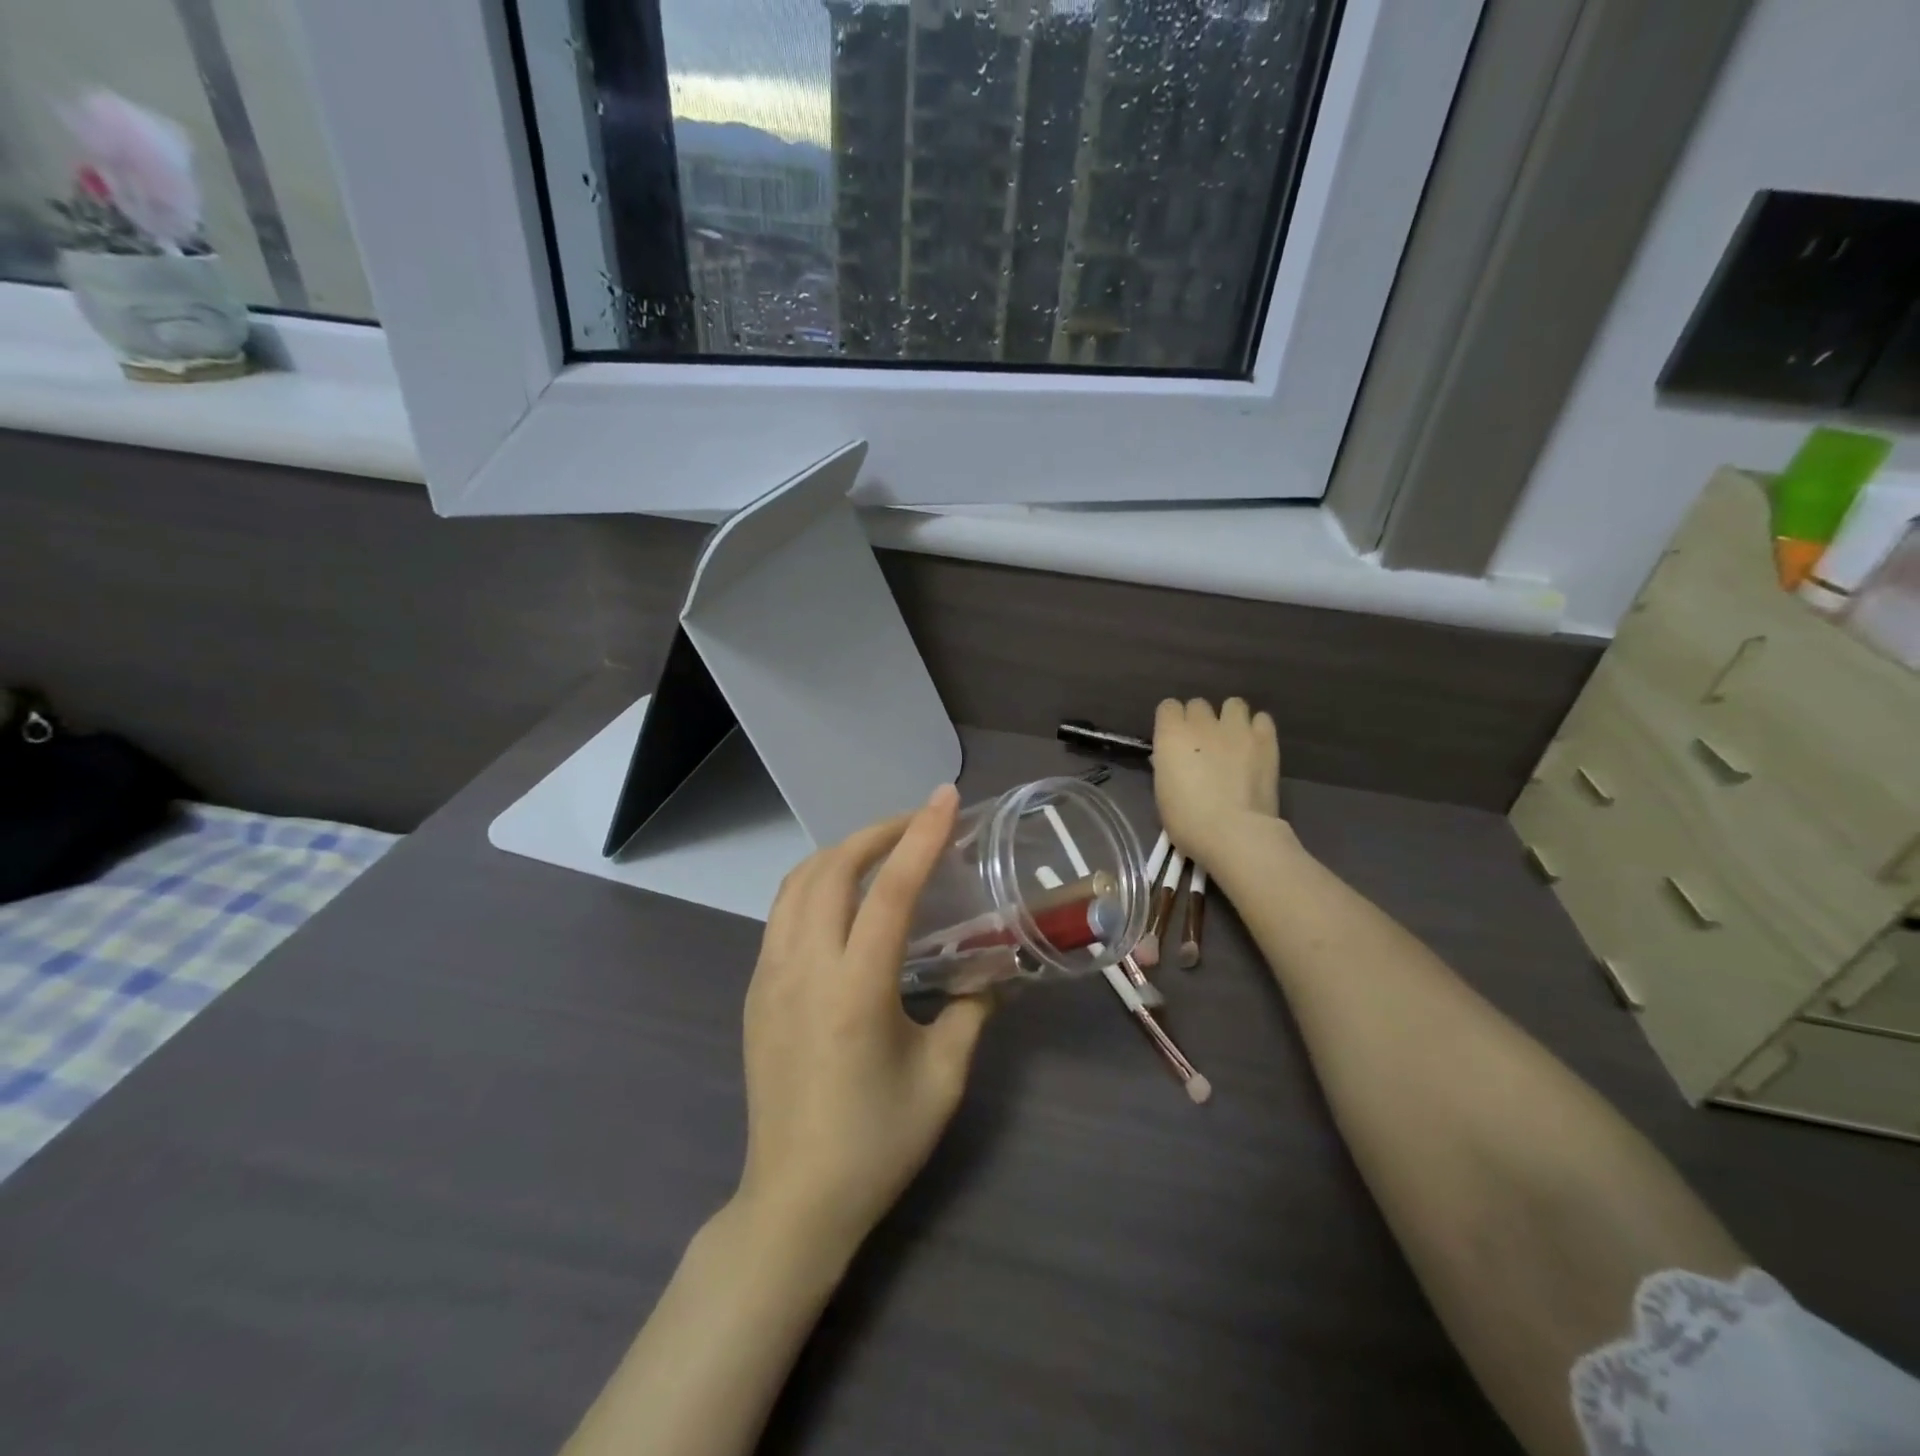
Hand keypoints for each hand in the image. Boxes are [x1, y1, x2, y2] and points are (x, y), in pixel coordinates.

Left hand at [735, 784, 991, 1260]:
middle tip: (917, 825)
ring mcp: (770, 977)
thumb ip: (971, 1011)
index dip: (920, 836)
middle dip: (876, 833)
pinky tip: (844, 902)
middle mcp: (804, 968)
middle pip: (832, 869)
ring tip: (881, 851)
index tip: (944, 798)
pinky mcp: (756, 991)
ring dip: (840, 854)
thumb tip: (991, 971)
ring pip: (797, 884)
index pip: (891, 890)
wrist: (793, 1202)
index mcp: (855, 989)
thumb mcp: (943, 1078)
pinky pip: (783, 913)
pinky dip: (815, 884)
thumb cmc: (876, 1144)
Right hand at [1153, 697, 1280, 866]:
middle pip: (1199, 704)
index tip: (1174, 740)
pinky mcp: (1266, 739)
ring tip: (1234, 740)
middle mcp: (1202, 723)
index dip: (1171, 722)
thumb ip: (1167, 765)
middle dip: (1200, 720)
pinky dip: (1257, 729)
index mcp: (1171, 735)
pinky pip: (1262, 719)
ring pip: (1233, 704)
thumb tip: (1171, 757)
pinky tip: (1255, 747)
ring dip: (1231, 719)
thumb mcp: (1163, 793)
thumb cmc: (1188, 820)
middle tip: (1204, 744)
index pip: (1167, 706)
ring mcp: (1237, 728)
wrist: (1234, 832)